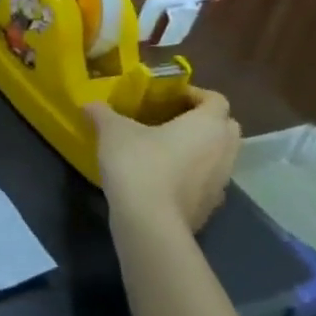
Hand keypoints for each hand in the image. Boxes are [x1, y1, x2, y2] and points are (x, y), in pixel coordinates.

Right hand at [86, 87, 240, 234]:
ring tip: (167, 149)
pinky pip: (208, 181)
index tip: (169, 97)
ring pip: (220, 156)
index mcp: (207, 125)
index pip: (216, 100)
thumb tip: (88, 104)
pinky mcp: (211, 207)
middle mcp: (224, 151)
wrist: (150, 221)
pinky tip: (165, 178)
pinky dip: (194, 175)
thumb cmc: (138, 163)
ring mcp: (222, 182)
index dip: (195, 94)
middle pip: (227, 127)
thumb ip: (102, 113)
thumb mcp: (112, 131)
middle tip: (173, 119)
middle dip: (205, 121)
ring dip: (201, 149)